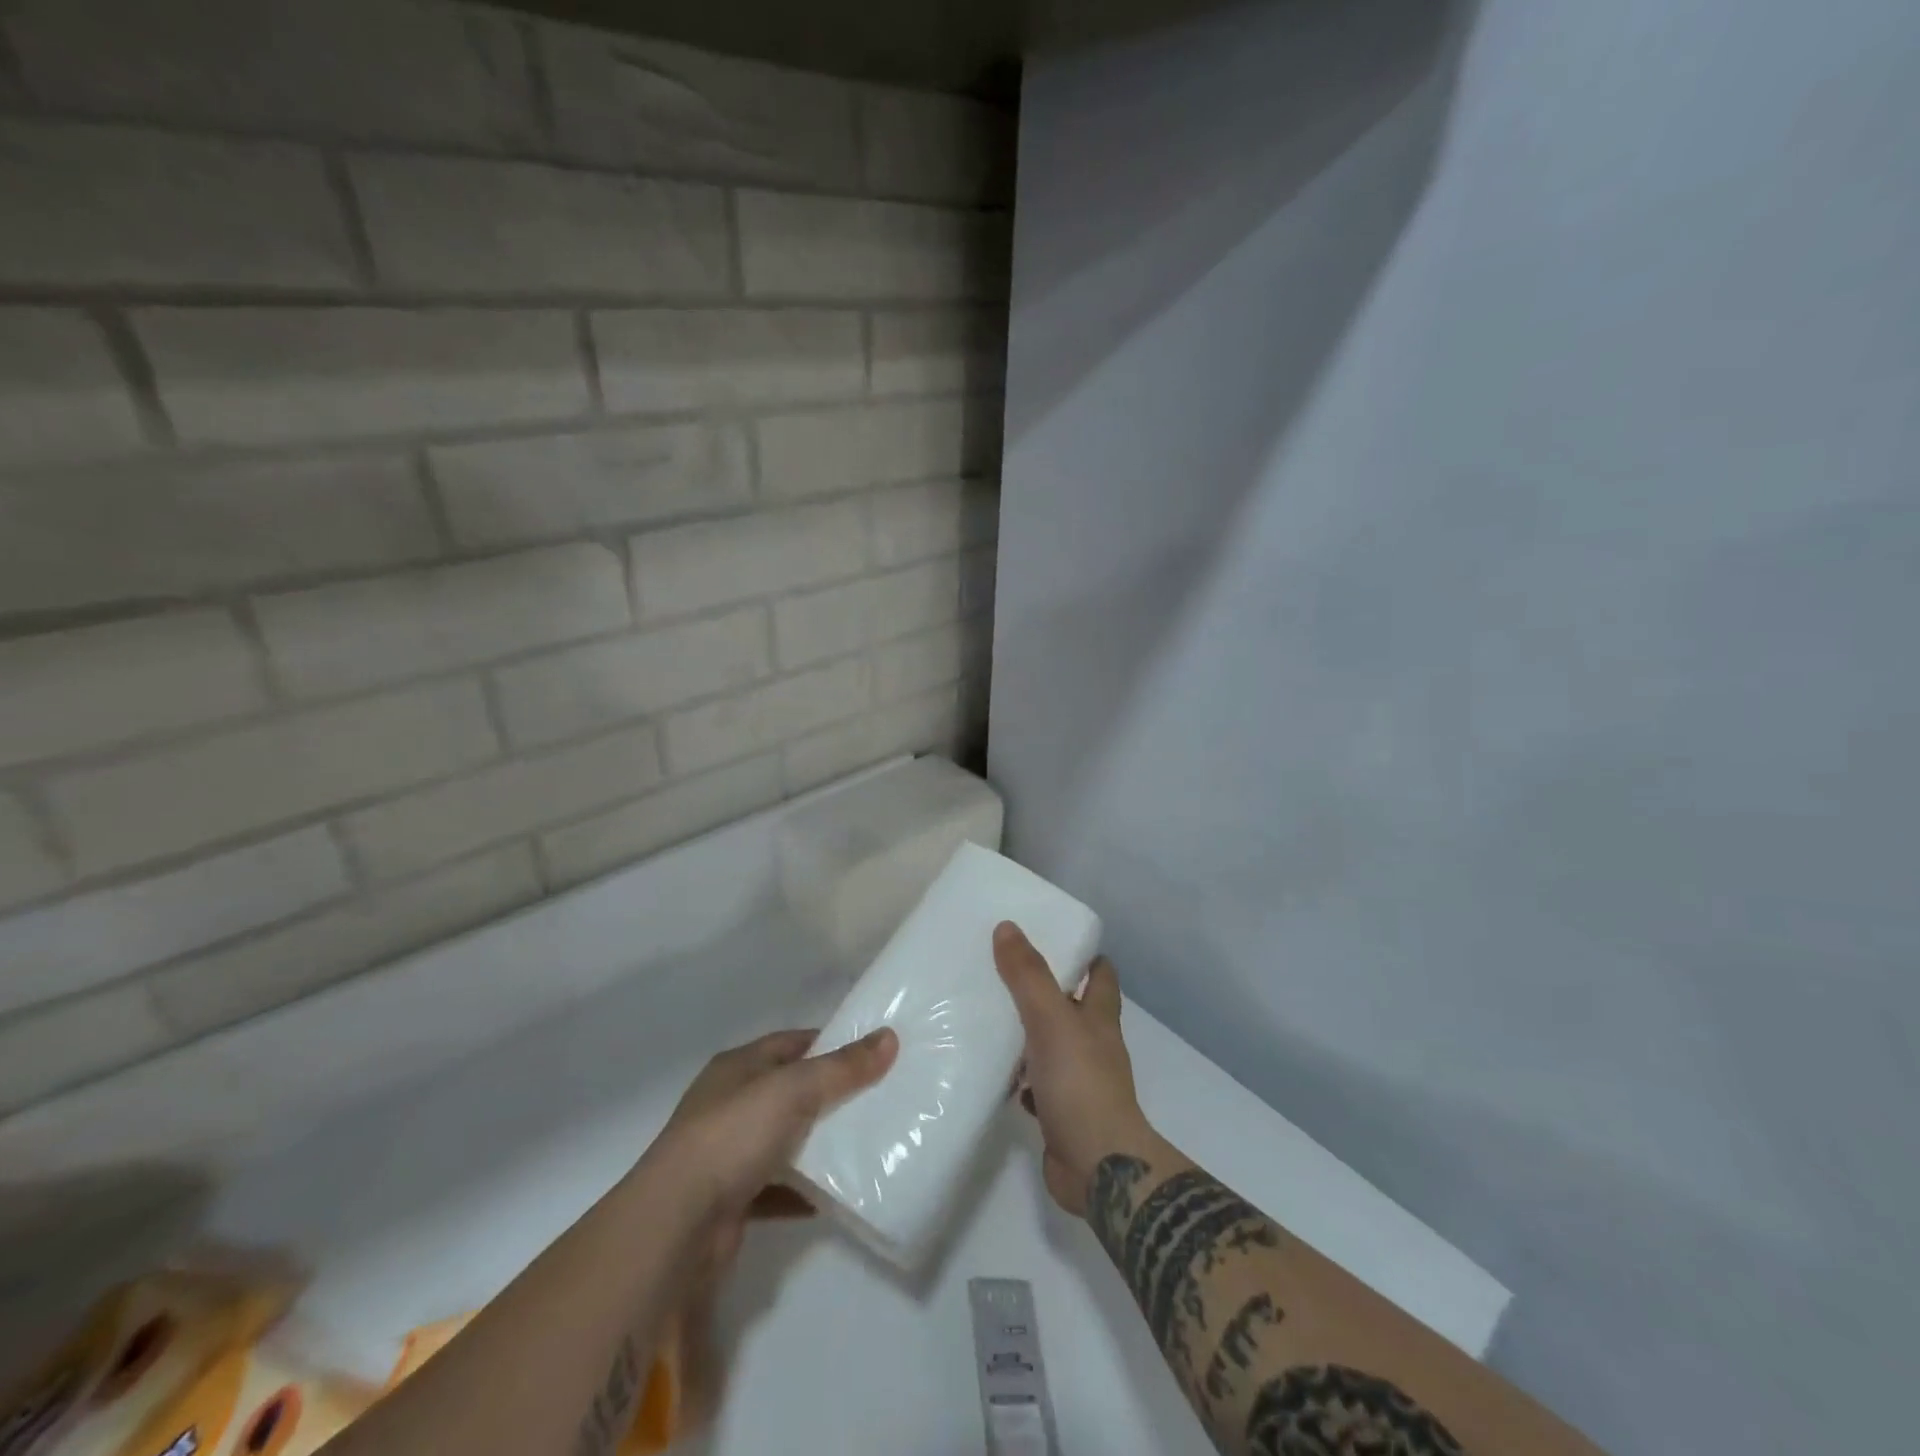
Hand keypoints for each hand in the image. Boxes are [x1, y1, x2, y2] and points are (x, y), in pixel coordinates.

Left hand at [652, 1026, 897, 1264]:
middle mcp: (729, 1105)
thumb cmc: (733, 1137)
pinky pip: (776, 1189)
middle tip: (878, 1097)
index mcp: (737, 1068)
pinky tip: (832, 1196)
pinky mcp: (730, 1200)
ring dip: (817, 1144)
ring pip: (783, 1140)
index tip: (871, 1051)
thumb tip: (890, 1037)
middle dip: (830, 1094)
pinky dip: (802, 1191)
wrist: (675, 1227)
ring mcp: (726, 1154)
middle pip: (789, 1091)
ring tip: (865, 1144)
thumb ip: (842, 1067)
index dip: (830, 1043)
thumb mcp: (794, 1090)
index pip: (791, 1044)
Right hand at [994, 922, 1159, 1215]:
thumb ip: (1028, 976)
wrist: (1098, 1167)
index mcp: (1099, 1018)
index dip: (1085, 956)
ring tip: (988, 1015)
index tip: (1054, 939)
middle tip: (1005, 971)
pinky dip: (1019, 1077)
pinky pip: (1036, 1085)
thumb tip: (1007, 927)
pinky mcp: (1060, 1112)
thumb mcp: (1051, 1019)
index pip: (1101, 975)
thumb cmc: (1080, 1083)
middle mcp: (1094, 1046)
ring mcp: (1079, 1081)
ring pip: (1051, 1047)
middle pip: (1072, 1008)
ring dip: (1028, 1035)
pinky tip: (992, 1070)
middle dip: (1046, 991)